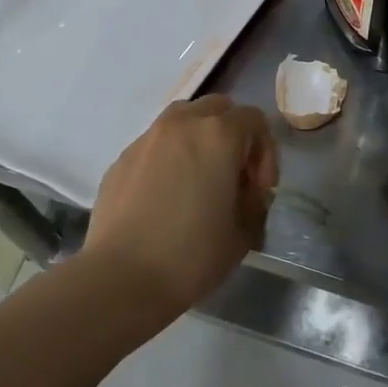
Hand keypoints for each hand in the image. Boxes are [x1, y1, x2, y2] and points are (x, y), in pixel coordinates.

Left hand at [84, 95, 277, 313]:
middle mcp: (182, 124)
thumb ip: (254, 202)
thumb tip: (246, 193)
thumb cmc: (191, 255)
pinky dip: (169, 157)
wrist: (122, 278)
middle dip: (233, 135)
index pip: (254, 120)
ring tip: (199, 179)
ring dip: (199, 139)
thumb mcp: (243, 233)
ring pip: (183, 119)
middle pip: (218, 108)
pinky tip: (165, 197)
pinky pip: (155, 144)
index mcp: (218, 135)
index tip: (258, 190)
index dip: (265, 153)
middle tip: (232, 176)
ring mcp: (147, 138)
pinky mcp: (121, 158)